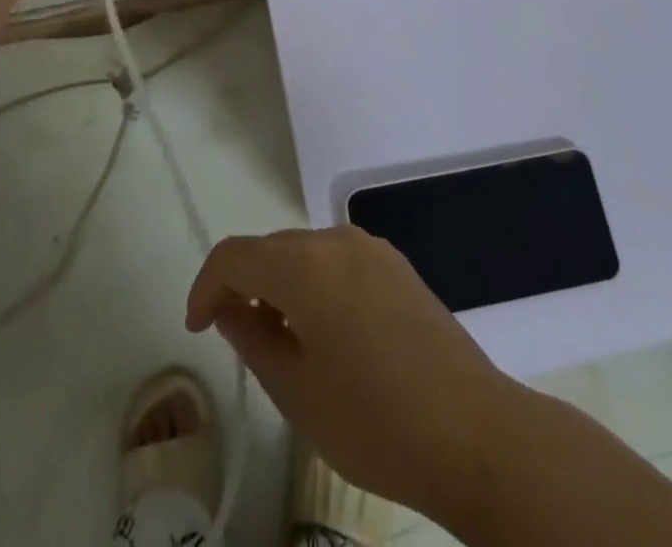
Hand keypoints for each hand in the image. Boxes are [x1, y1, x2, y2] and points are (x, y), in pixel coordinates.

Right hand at [185, 226, 515, 519]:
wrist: (473, 432)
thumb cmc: (374, 420)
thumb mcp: (295, 391)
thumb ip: (252, 337)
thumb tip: (232, 309)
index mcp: (305, 264)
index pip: (235, 255)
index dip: (207, 285)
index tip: (198, 327)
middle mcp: (337, 239)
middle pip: (272, 248)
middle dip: (245, 284)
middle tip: (236, 336)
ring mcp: (372, 249)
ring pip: (306, 252)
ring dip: (282, 284)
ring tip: (282, 340)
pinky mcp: (398, 266)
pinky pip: (339, 261)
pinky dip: (316, 283)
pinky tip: (327, 332)